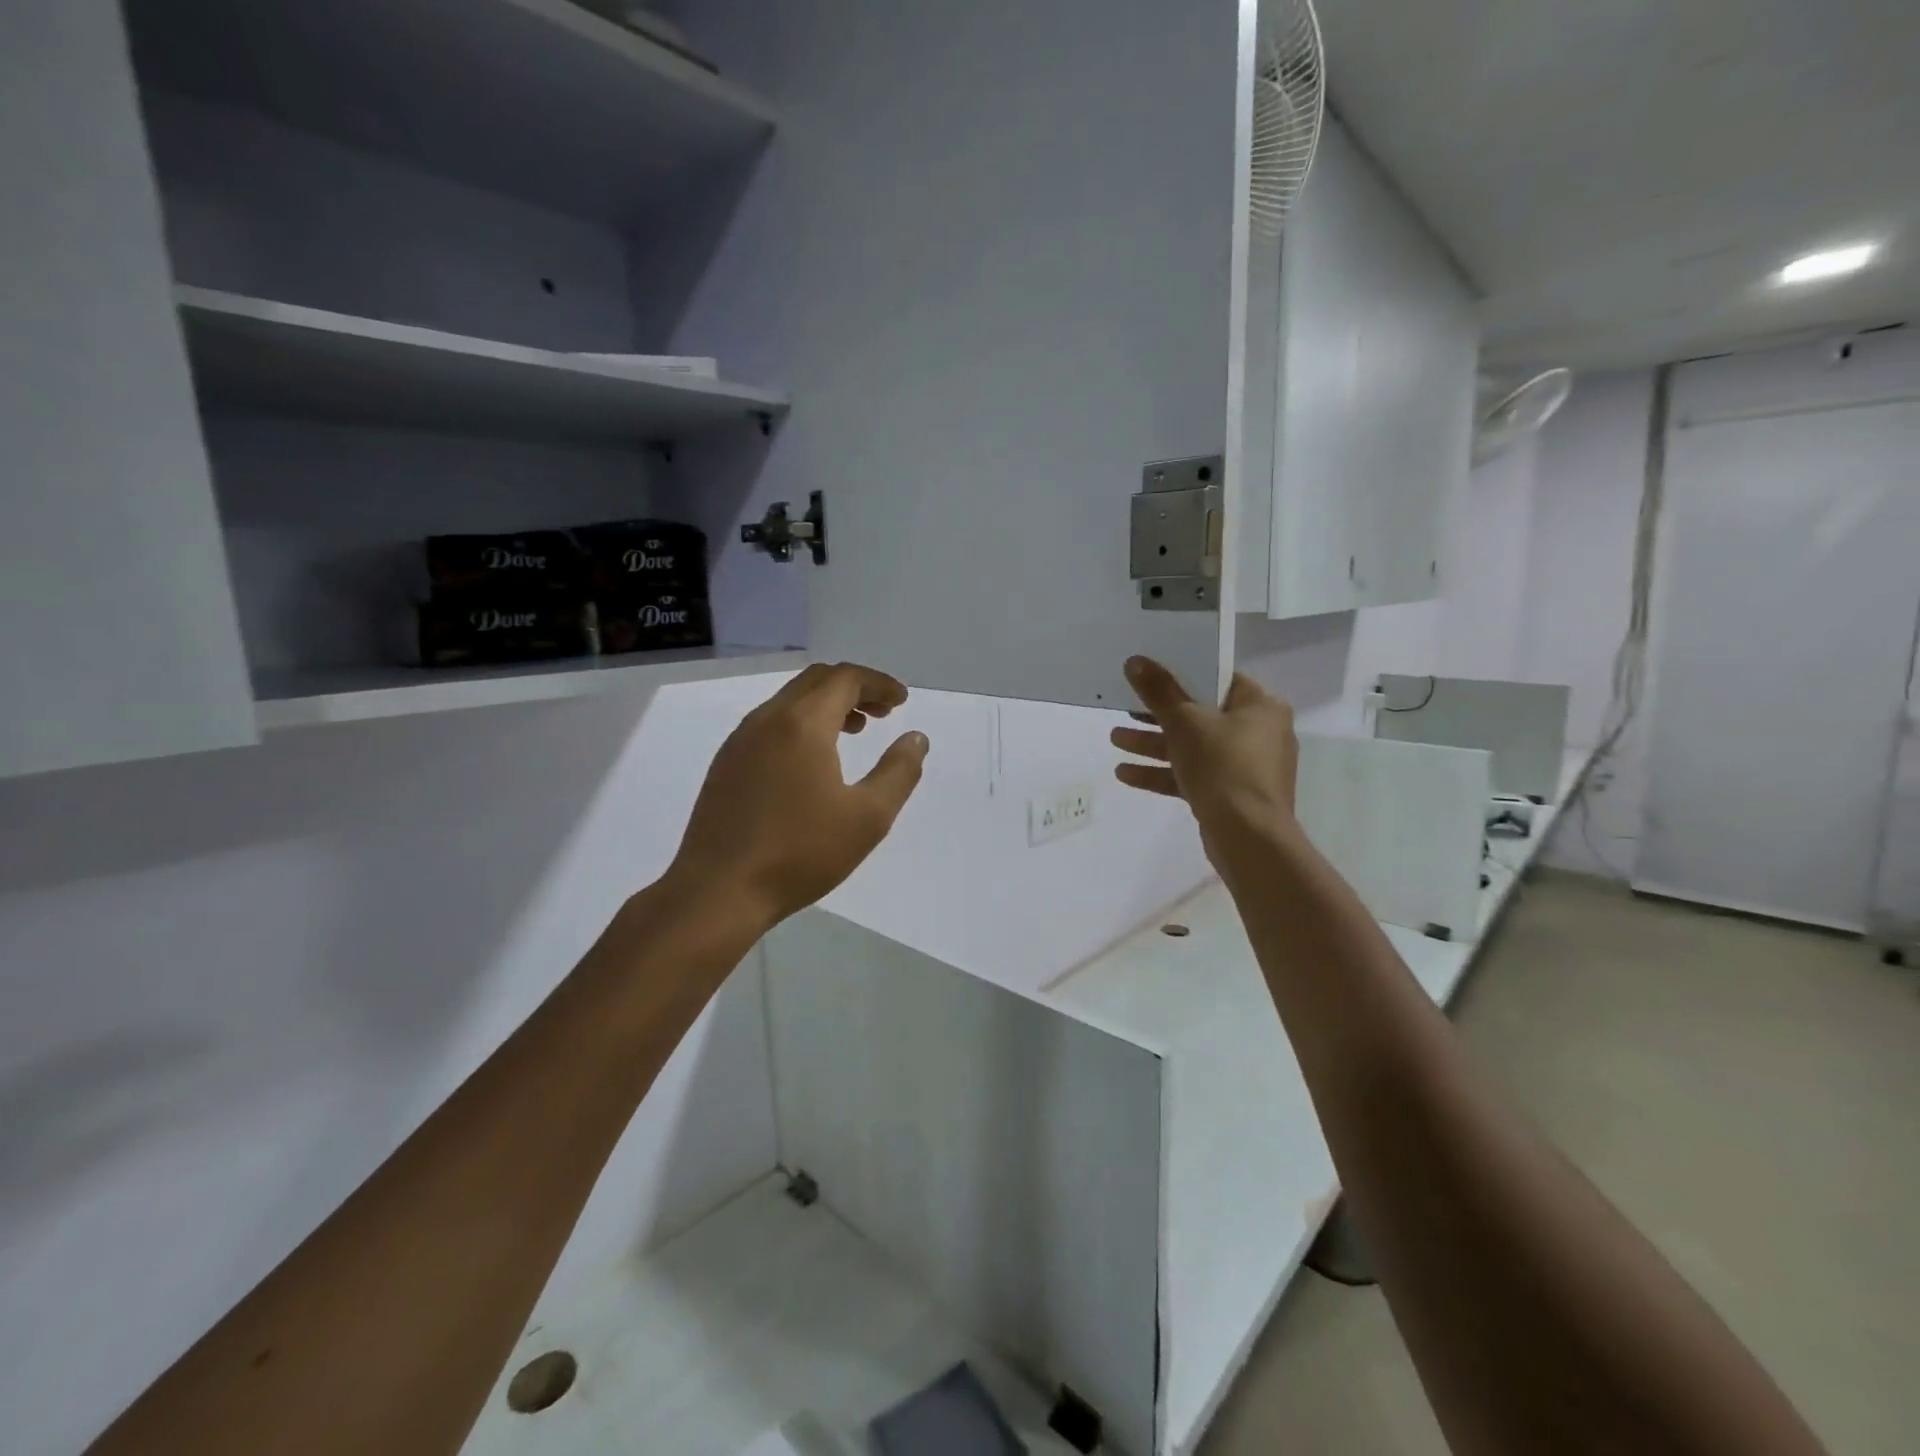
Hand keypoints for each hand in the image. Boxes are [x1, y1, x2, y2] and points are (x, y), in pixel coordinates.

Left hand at [666, 662, 929, 931]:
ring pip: (789, 701)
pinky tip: (812, 760)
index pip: (845, 678)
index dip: (878, 683)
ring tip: (854, 731)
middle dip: (854, 688)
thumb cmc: (800, 853)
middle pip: (815, 681)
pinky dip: (801, 723)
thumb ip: (899, 771)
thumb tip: (915, 738)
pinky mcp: (726, 764)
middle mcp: (767, 719)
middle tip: (882, 713)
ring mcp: (740, 741)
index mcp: (802, 724)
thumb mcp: (868, 817)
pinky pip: (770, 723)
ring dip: (826, 705)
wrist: (719, 891)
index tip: (901, 701)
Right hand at [1110, 655, 1298, 862]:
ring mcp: (1246, 766)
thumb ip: (1159, 691)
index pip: (1219, 679)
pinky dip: (1164, 772)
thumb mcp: (1185, 723)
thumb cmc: (1223, 767)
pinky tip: (1125, 774)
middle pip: (1201, 714)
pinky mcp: (1231, 794)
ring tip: (1114, 740)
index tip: (1151, 674)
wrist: (1248, 838)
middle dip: (1157, 715)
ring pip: (1193, 747)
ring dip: (1153, 744)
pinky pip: (1194, 774)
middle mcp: (1259, 732)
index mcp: (1260, 706)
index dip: (1183, 674)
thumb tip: (1135, 661)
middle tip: (1125, 708)